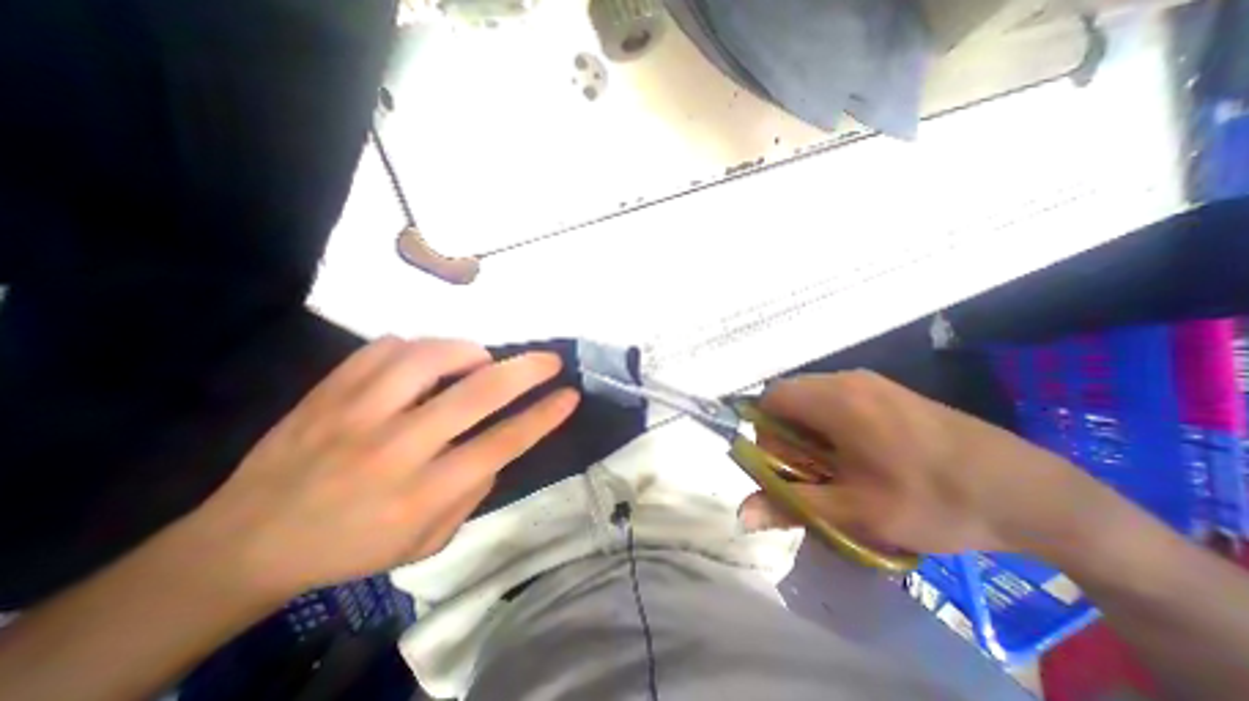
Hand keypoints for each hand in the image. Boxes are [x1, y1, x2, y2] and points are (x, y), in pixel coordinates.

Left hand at [181, 338, 579, 598]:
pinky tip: (429, 360)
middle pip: (476, 394)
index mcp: (423, 493)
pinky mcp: (328, 391)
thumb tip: (501, 444)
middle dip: (525, 370)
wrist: (244, 543)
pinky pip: (386, 349)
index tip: (570, 395)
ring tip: (481, 359)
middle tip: (549, 359)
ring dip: (469, 351)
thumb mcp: (428, 541)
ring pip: (430, 359)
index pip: (502, 443)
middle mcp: (396, 448)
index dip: (544, 415)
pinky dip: (420, 346)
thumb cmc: (352, 547)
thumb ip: (473, 490)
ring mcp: (356, 413)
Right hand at [740, 371, 1094, 555]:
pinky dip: (832, 423)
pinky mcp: (888, 390)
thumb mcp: (856, 512)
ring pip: (813, 398)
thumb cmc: (933, 500)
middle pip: (790, 397)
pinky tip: (861, 454)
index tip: (786, 464)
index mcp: (834, 400)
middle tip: (811, 471)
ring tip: (836, 466)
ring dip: (810, 429)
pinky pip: (838, 398)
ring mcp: (871, 381)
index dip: (765, 431)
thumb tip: (741, 515)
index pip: (770, 398)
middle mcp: (847, 380)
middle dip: (787, 433)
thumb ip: (791, 506)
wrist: (1029, 492)